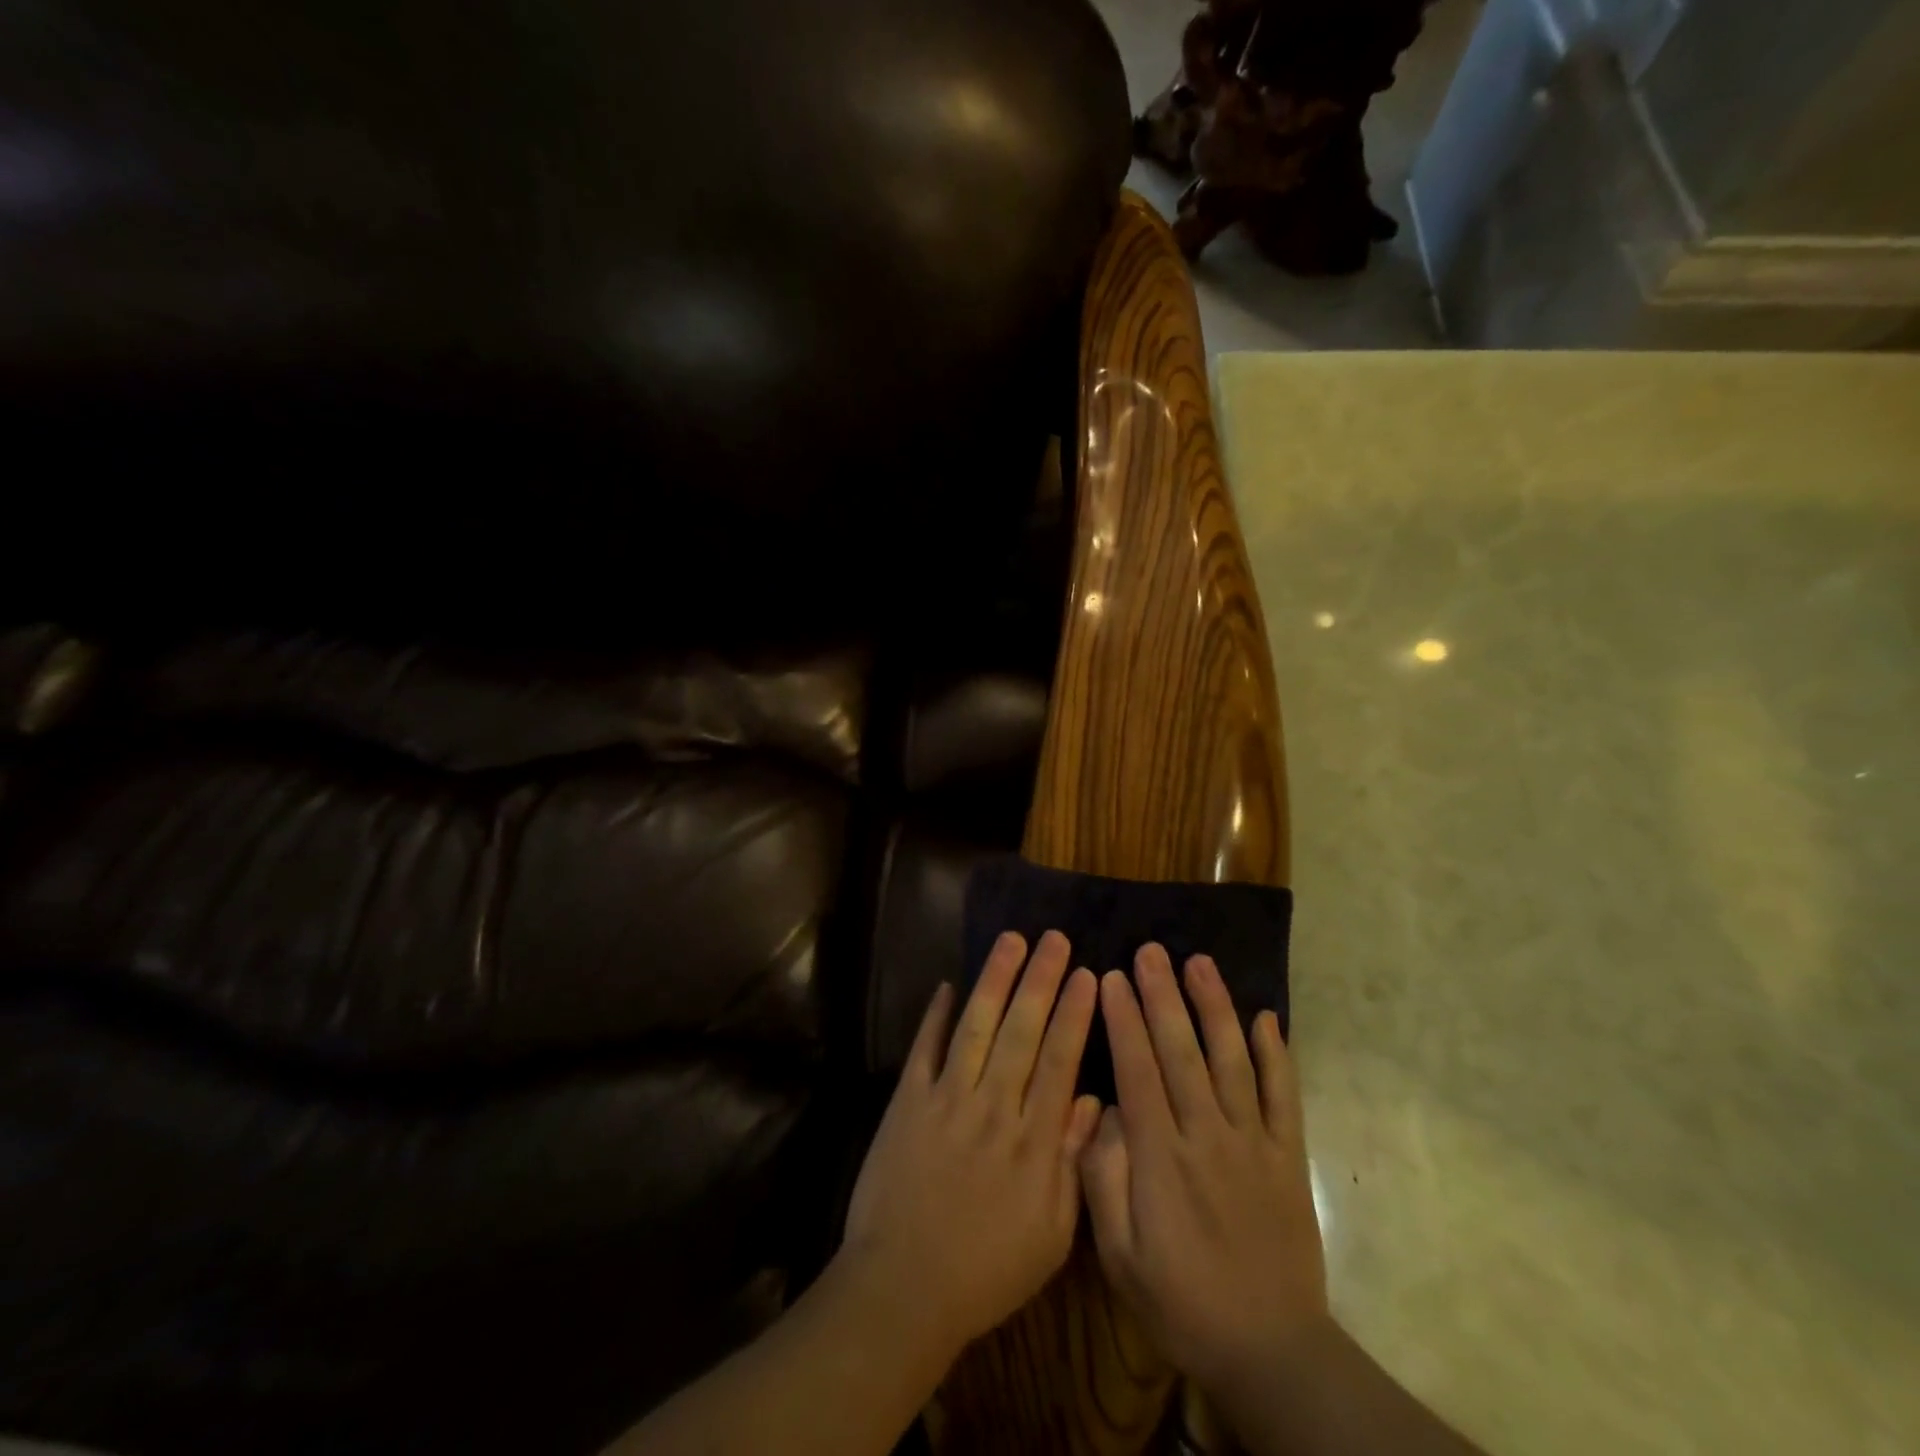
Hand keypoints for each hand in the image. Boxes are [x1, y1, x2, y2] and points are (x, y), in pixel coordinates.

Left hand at [843, 930, 1101, 1354]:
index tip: (1088, 974)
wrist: (903, 1288)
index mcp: (1032, 1142)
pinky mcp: (907, 1102)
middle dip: (1040, 980)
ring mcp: (946, 1100)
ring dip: (994, 980)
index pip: (1059, 1061)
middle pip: (1021, 1031)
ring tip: (1011, 941)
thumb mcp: (1050, 1235)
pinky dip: (936, 1015)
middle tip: (1054, 938)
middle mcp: (993, 1108)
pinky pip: (925, 1049)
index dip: (1074, 1014)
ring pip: (976, 1027)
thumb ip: (1072, 1164)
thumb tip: (1090, 1100)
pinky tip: (948, 985)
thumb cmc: (986, 1271)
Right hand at [1079, 945, 1327, 1394]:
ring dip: (1215, 1007)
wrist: (1271, 1352)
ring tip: (1199, 963)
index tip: (1111, 977)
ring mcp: (1254, 1143)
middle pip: (1182, 1052)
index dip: (1123, 1019)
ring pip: (1232, 1060)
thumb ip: (1103, 1178)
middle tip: (1149, 950)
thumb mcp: (1119, 1255)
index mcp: (1162, 1157)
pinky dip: (1277, 1055)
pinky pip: (1284, 1097)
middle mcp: (1208, 1136)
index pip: (1138, 1070)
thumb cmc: (1181, 1301)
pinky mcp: (1288, 1157)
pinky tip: (1266, 1018)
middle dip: (1162, 995)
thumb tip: (1100, 1110)